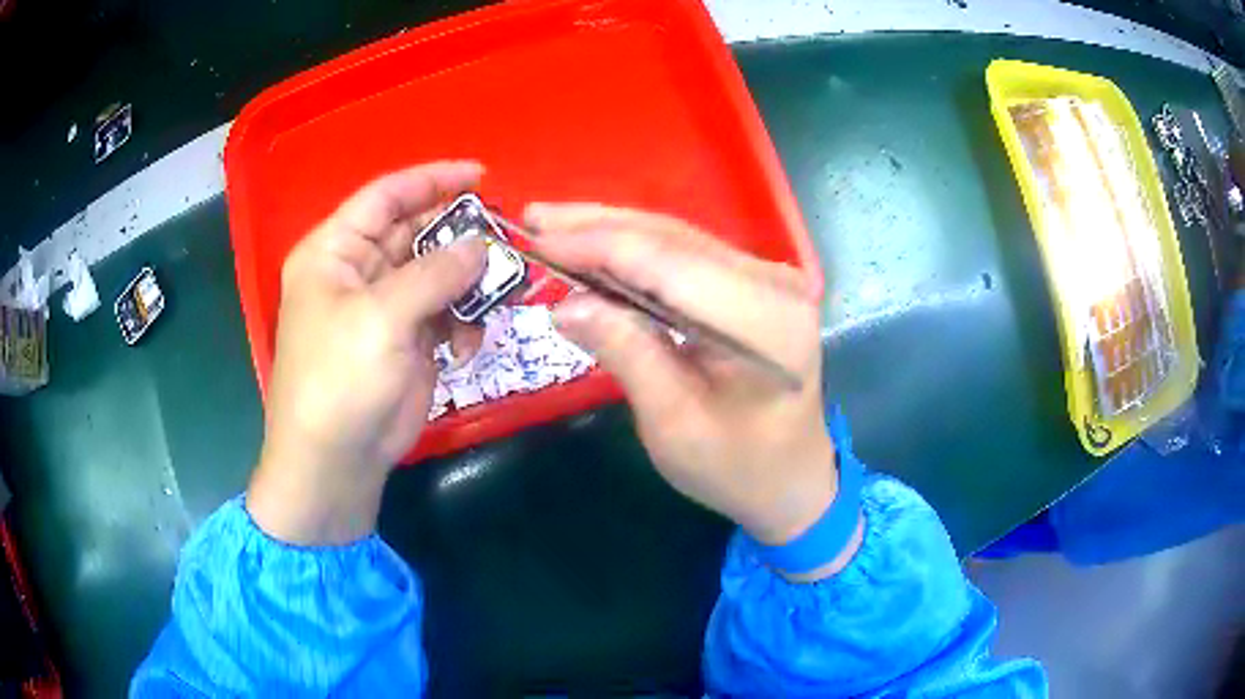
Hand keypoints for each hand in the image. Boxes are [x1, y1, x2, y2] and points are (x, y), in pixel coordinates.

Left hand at [248, 162, 487, 544]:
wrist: (336, 461)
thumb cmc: (340, 380)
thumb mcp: (382, 318)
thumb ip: (435, 274)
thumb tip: (482, 246)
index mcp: (336, 252)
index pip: (385, 197)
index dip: (431, 180)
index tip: (480, 175)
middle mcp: (359, 272)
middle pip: (416, 233)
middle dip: (459, 237)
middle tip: (504, 240)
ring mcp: (386, 308)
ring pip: (438, 274)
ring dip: (468, 284)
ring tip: (495, 297)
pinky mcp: (408, 341)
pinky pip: (446, 313)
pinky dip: (463, 323)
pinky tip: (466, 346)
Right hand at [527, 205, 857, 575]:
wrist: (791, 479)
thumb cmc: (736, 468)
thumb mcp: (674, 425)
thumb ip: (626, 354)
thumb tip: (566, 305)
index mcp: (765, 321)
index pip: (669, 263)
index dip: (598, 245)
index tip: (538, 238)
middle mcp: (774, 283)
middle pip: (673, 240)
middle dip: (599, 226)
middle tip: (536, 217)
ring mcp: (769, 279)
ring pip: (677, 240)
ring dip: (613, 231)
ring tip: (554, 225)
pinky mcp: (754, 286)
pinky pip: (687, 257)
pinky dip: (637, 252)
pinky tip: (598, 249)